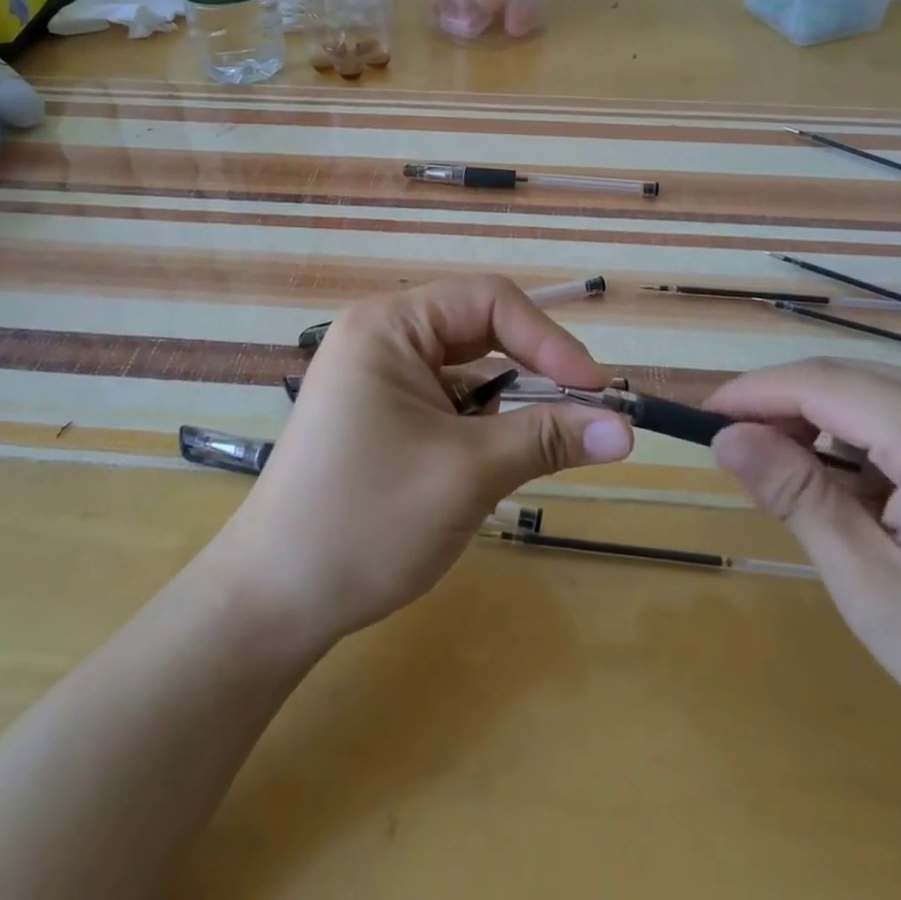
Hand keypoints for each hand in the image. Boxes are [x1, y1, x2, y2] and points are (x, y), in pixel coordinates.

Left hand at [205, 275, 632, 648]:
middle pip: (478, 328)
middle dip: (534, 366)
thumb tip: (626, 429)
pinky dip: (481, 420)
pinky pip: (446, 397)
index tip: (597, 389)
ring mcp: (376, 374)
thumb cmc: (367, 521)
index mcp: (389, 325)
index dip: (549, 338)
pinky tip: (497, 456)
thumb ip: (548, 438)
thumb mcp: (468, 473)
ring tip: (549, 437)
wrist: (273, 601)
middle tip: (585, 408)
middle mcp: (380, 335)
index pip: (488, 300)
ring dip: (510, 398)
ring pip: (466, 367)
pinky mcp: (379, 411)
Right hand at [706, 360, 900, 896]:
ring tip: (797, 488)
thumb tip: (725, 436)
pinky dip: (868, 443)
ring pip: (879, 395)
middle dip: (783, 410)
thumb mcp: (877, 590)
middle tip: (738, 460)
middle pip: (848, 380)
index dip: (751, 393)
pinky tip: (864, 496)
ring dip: (824, 428)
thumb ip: (798, 496)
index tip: (699, 418)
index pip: (820, 382)